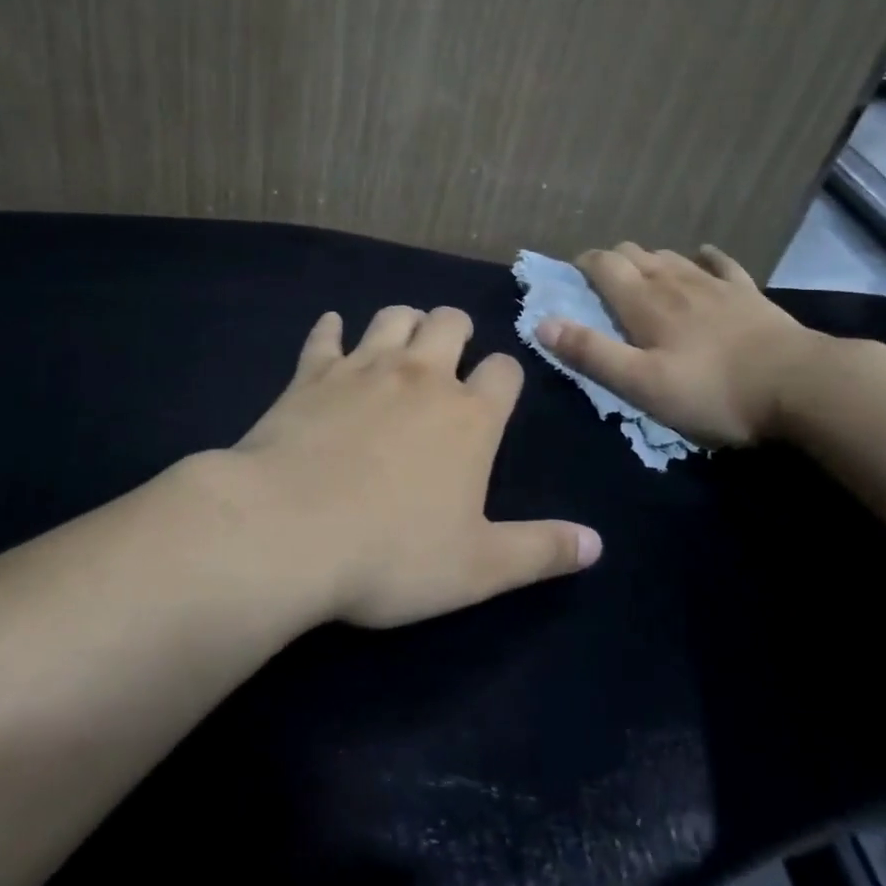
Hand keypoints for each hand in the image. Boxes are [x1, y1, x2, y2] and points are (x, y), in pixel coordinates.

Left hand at [228, 305, 601, 627]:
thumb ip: (541, 551)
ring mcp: (362, 367)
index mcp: (469, 417)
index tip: (498, 391)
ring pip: (392, 317)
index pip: (504, 371)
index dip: (505, 376)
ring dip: (404, 321)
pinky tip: (331, 331)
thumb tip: (597, 544)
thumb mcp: (479, 568)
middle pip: (450, 322)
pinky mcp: (311, 373)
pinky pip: (324, 335)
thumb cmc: (391, 554)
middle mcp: (421, 377)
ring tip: (403, 339)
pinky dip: (330, 329)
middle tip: (451, 353)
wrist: (288, 530)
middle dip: (457, 330)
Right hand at [535, 243, 825, 447]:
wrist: (801, 386)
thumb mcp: (641, 383)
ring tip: (643, 275)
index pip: (603, 264)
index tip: (572, 275)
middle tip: (603, 282)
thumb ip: (591, 352)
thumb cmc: (713, 390)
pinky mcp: (748, 294)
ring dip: (650, 259)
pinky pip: (721, 263)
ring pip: (671, 255)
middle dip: (612, 260)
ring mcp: (714, 284)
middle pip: (635, 253)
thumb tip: (542, 323)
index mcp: (644, 302)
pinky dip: (705, 257)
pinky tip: (702, 256)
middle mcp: (674, 281)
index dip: (583, 264)